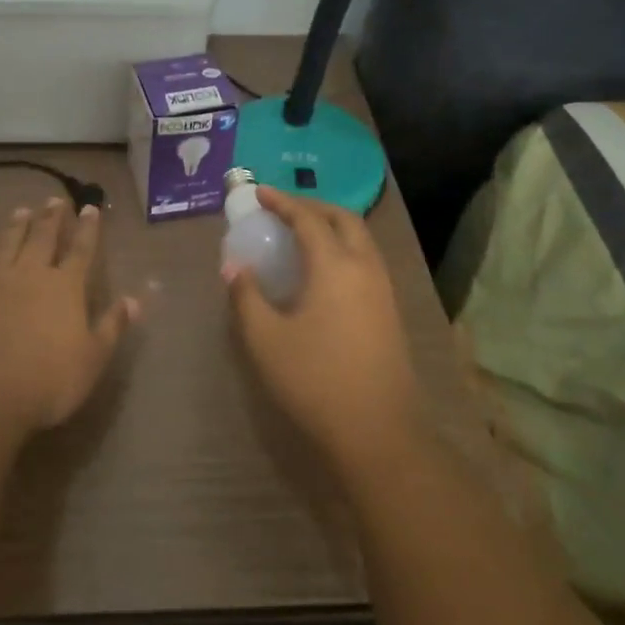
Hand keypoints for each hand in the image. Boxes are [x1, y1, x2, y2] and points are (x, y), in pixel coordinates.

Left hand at [0, 198, 138, 440]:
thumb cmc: (46, 380)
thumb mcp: (92, 359)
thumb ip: (112, 327)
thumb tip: (134, 300)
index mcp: (66, 287)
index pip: (81, 250)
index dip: (88, 229)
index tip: (90, 208)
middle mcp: (33, 274)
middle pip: (43, 238)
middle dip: (52, 217)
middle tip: (55, 199)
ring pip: (11, 243)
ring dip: (19, 225)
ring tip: (23, 210)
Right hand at [224, 188, 417, 470]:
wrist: (378, 432)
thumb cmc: (315, 380)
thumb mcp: (265, 339)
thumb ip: (246, 297)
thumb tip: (234, 267)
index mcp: (335, 266)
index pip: (308, 219)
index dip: (282, 202)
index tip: (258, 192)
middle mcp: (365, 268)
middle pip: (344, 219)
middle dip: (313, 206)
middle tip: (283, 209)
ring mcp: (383, 290)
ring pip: (361, 239)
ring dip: (332, 226)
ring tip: (302, 234)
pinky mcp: (390, 312)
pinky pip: (366, 260)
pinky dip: (343, 248)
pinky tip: (324, 271)